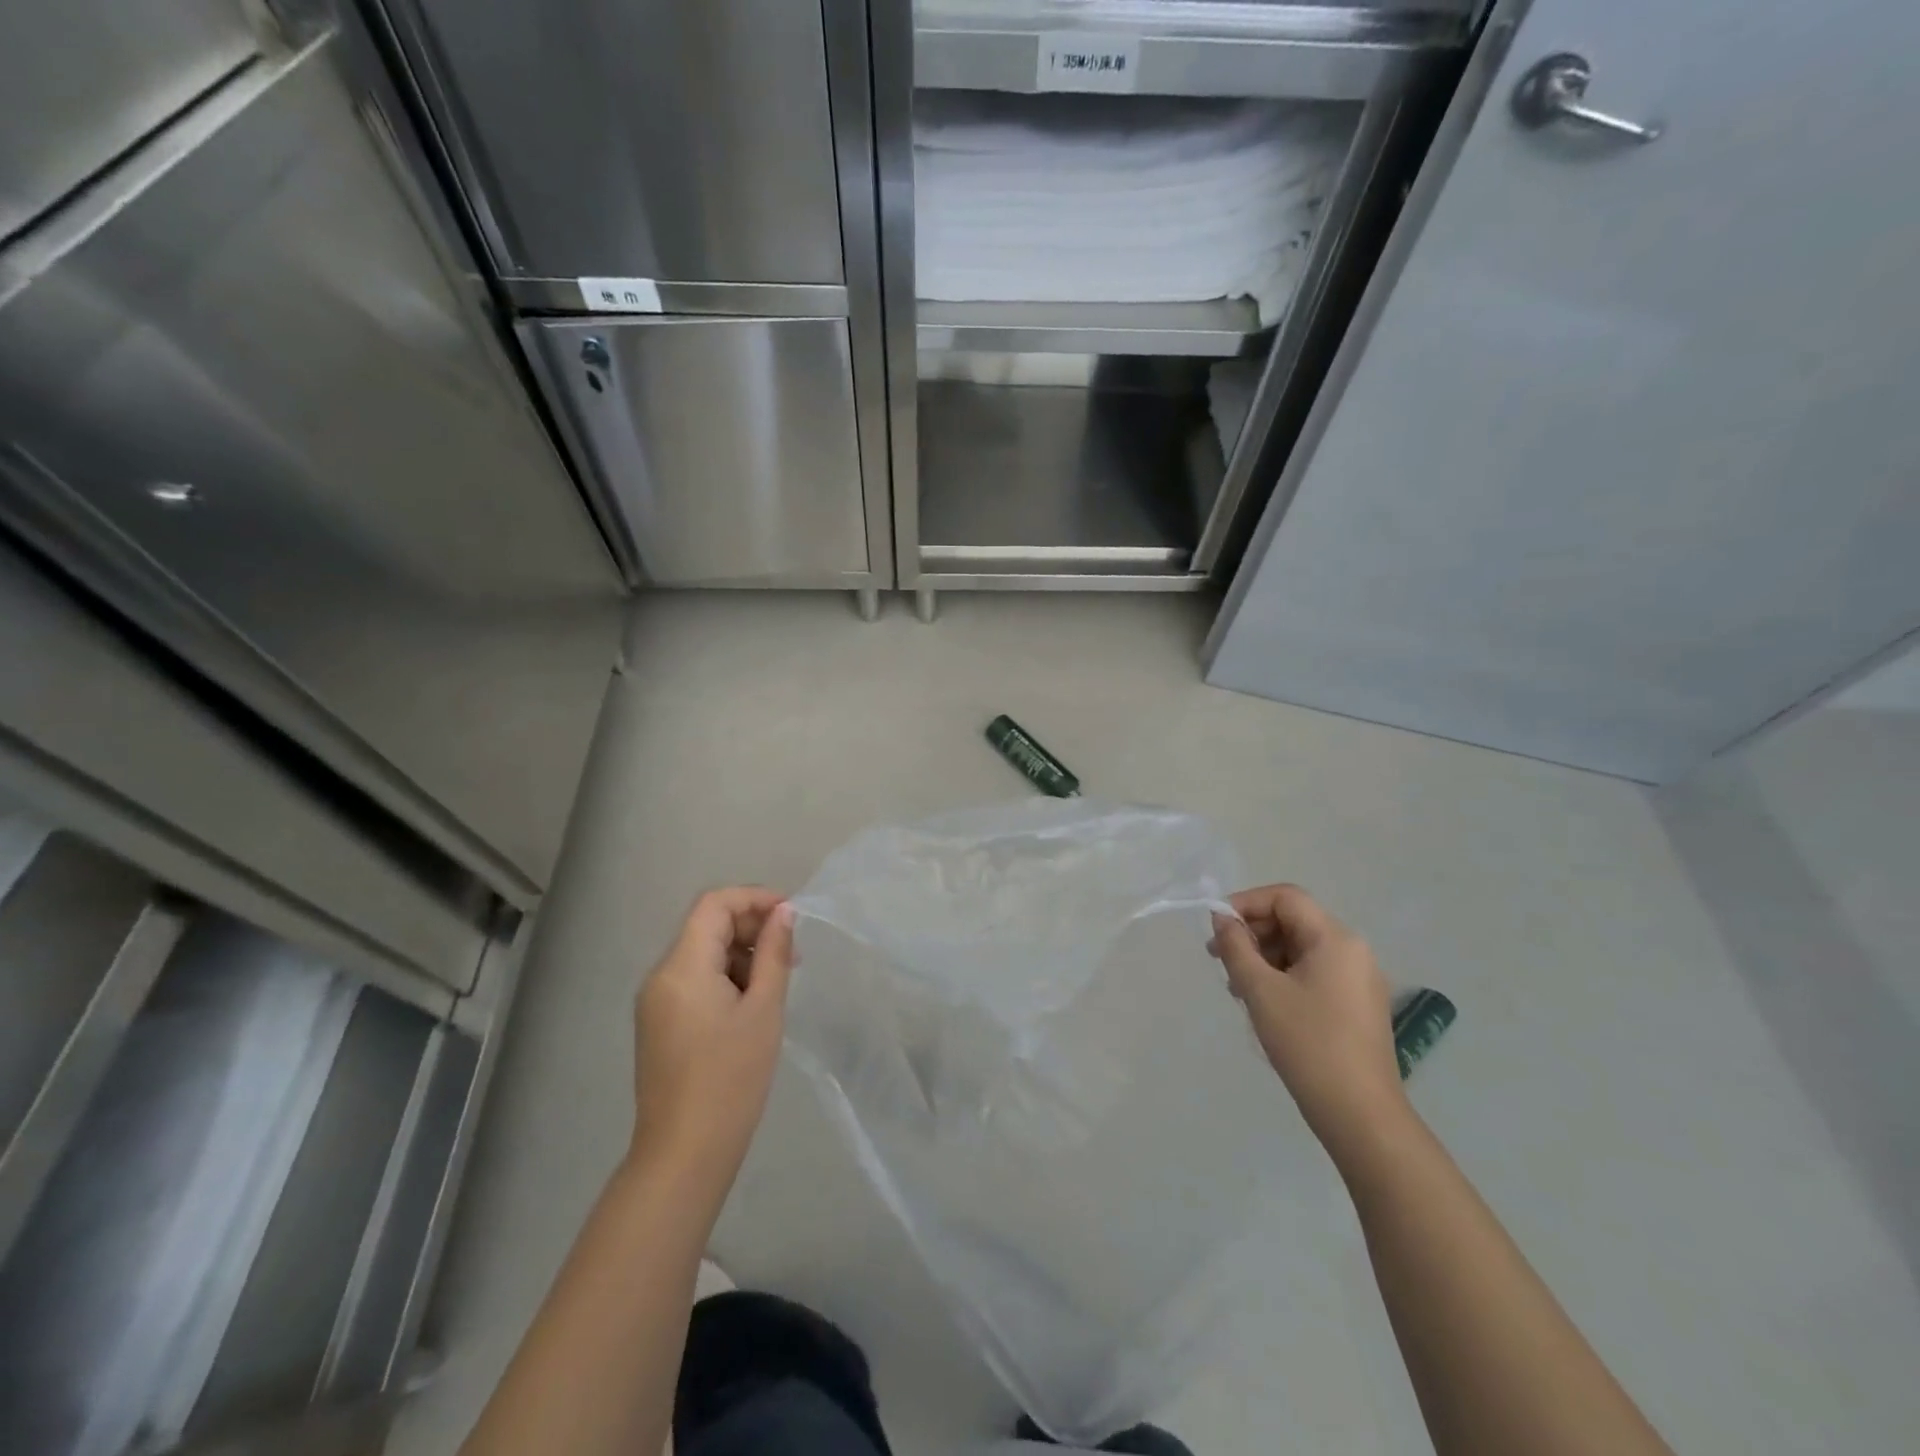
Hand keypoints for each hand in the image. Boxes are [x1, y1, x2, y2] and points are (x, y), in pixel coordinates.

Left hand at [630, 887, 794, 1192]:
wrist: (684, 1154)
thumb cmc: (731, 1078)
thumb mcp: (763, 1009)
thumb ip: (774, 953)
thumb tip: (783, 912)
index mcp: (682, 967)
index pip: (714, 904)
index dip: (754, 899)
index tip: (791, 916)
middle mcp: (660, 975)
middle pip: (706, 926)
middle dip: (751, 928)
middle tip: (792, 953)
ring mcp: (655, 1001)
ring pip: (701, 954)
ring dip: (740, 954)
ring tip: (776, 984)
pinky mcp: (658, 1023)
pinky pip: (694, 981)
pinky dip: (725, 978)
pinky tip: (751, 1005)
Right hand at [1209, 884, 1408, 1153]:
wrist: (1361, 1115)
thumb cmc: (1308, 1044)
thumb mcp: (1260, 991)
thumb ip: (1236, 947)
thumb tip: (1222, 921)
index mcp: (1335, 939)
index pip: (1285, 897)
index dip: (1245, 903)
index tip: (1216, 928)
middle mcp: (1353, 950)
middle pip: (1293, 921)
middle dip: (1252, 934)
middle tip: (1219, 960)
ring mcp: (1359, 979)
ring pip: (1301, 949)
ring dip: (1265, 958)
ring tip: (1238, 989)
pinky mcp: (1358, 1006)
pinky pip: (1314, 973)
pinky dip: (1284, 977)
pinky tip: (1264, 1005)